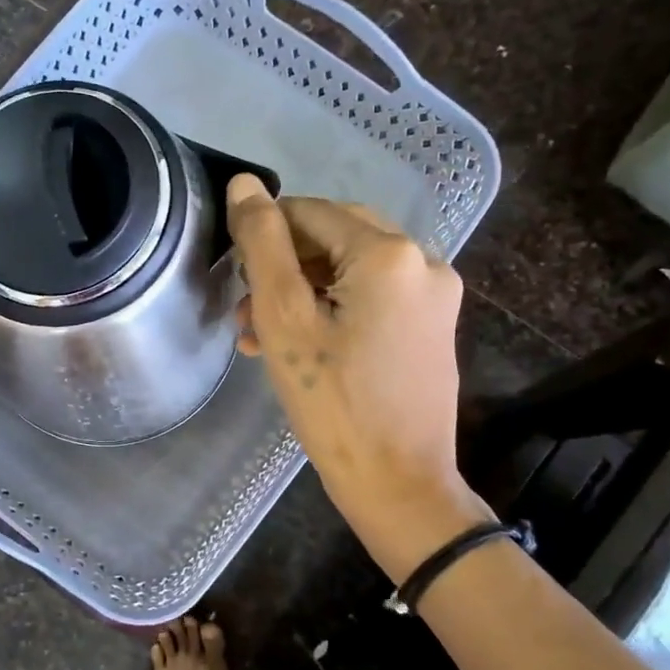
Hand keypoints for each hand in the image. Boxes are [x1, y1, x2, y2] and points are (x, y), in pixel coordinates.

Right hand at [226, 176, 490, 581]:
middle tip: (244, 309)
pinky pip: (374, 298)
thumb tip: (245, 185)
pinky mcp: (433, 325)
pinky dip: (333, 311)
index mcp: (389, 253)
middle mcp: (423, 260)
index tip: (234, 274)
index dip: (264, 234)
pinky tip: (297, 344)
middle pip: (334, 238)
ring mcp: (434, 295)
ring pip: (351, 271)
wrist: (398, 484)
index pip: (310, 213)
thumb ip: (263, 245)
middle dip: (283, 268)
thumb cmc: (334, 404)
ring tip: (258, 336)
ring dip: (302, 293)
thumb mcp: (285, 320)